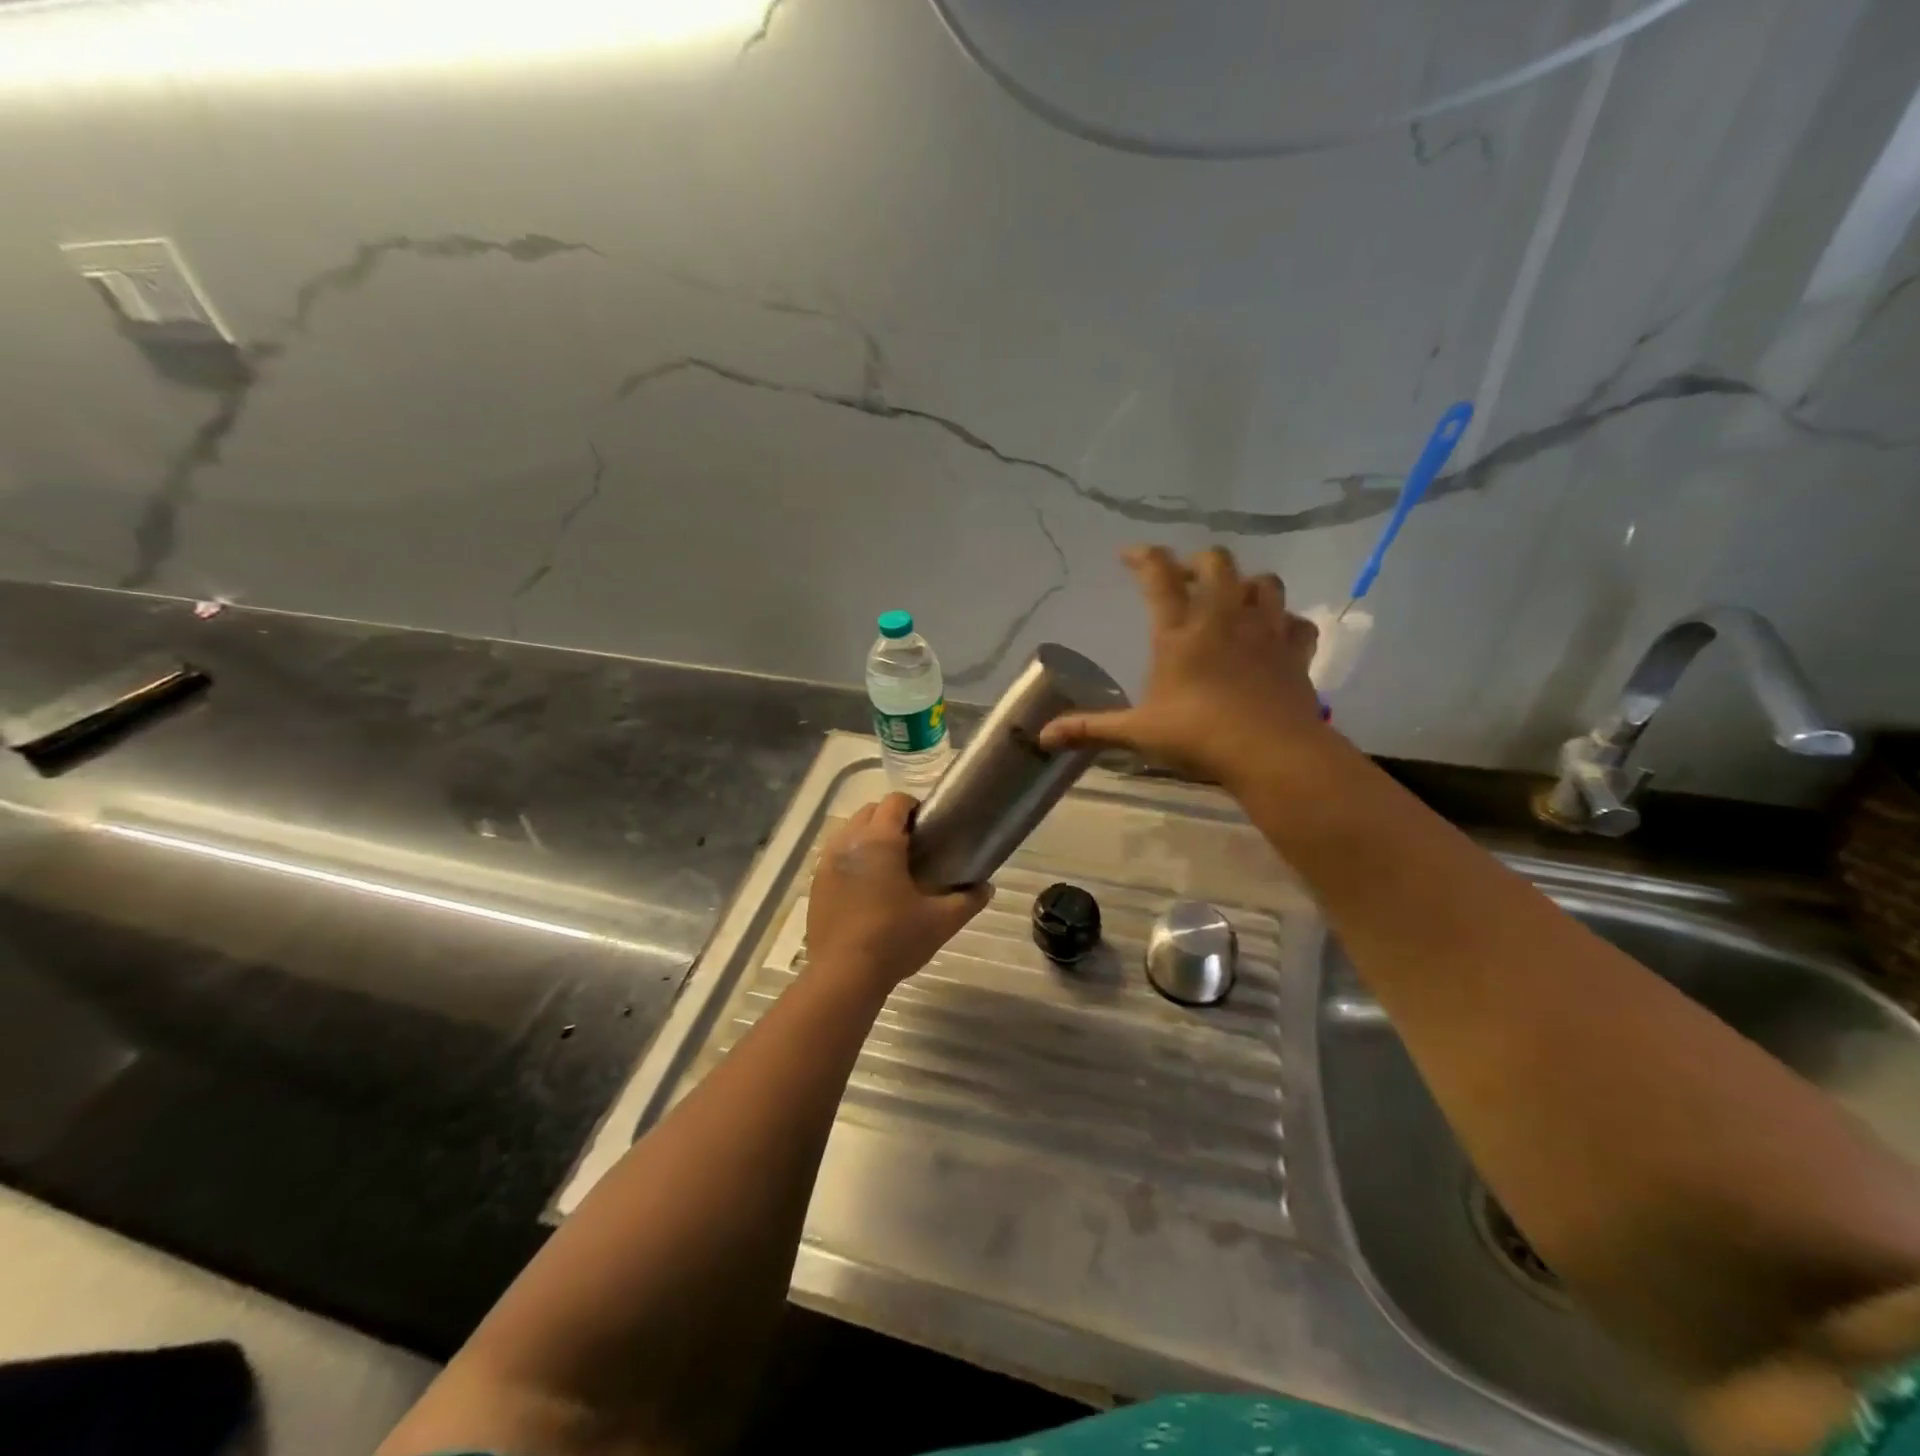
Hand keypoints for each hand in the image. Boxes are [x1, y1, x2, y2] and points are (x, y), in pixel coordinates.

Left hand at [806, 793, 991, 992]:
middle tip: (913, 846)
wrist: (843, 976)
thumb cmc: (894, 940)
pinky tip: (867, 887)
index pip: (895, 802)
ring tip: (889, 865)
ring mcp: (827, 862)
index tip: (929, 827)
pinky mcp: (816, 883)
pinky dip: (852, 858)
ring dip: (869, 837)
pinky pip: (836, 856)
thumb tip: (986, 887)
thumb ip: (968, 900)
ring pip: (849, 831)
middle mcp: (849, 842)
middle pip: (870, 811)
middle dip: (891, 819)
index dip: (914, 807)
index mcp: (879, 841)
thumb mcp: (941, 921)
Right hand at [1038, 545, 1329, 783]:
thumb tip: (1043, 737)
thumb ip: (1090, 729)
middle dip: (1199, 562)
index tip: (1128, 554)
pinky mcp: (1296, 651)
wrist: (1272, 753)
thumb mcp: (1136, 733)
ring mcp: (1266, 630)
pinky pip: (1297, 623)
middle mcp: (1224, 618)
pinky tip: (1275, 635)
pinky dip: (1286, 623)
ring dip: (1246, 584)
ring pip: (1265, 582)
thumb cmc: (1198, 737)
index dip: (1142, 556)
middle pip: (1217, 562)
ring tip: (1232, 600)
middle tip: (1185, 580)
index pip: (1159, 575)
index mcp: (1180, 631)